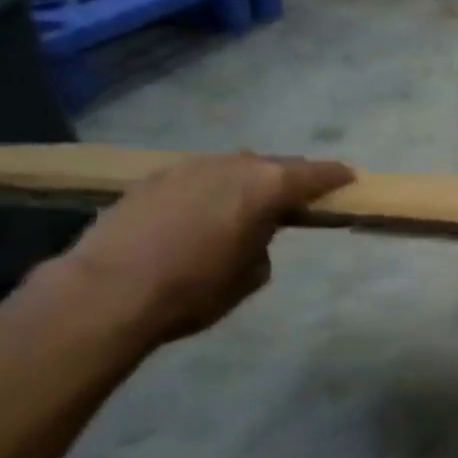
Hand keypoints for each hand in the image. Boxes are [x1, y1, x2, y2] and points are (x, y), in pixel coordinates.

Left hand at [56, 153, 355, 344]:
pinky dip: (211, 188)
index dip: (335, 177)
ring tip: (250, 203)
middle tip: (298, 197)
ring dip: (247, 180)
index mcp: (266, 186)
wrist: (108, 292)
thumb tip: (256, 230)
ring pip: (232, 167)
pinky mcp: (151, 179)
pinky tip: (204, 211)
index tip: (349, 180)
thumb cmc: (196, 289)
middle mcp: (230, 166)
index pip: (314, 174)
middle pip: (272, 164)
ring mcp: (187, 168)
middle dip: (289, 178)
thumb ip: (266, 239)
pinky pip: (198, 177)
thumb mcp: (253, 274)